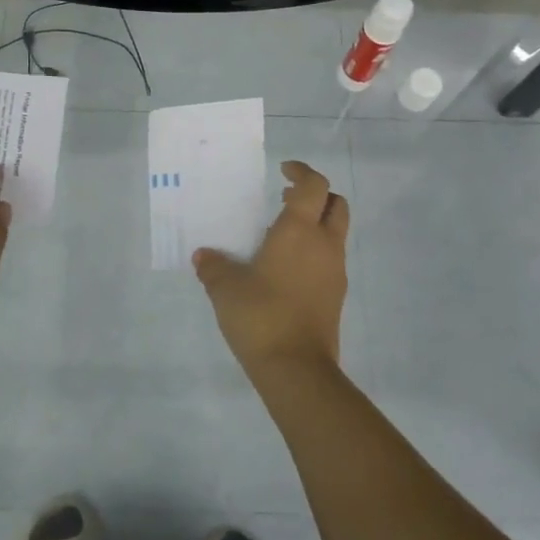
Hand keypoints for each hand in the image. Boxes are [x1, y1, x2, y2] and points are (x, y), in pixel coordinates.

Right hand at [194, 160, 348, 373]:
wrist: (297, 368)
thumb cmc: (261, 315)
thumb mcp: (225, 288)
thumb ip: (214, 267)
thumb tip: (204, 256)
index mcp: (299, 231)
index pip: (314, 185)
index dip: (301, 172)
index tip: (283, 170)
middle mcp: (324, 244)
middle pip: (335, 204)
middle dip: (316, 195)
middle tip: (286, 199)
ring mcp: (335, 271)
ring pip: (336, 232)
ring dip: (316, 224)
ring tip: (280, 236)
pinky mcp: (336, 296)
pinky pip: (330, 259)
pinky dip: (315, 251)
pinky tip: (286, 269)